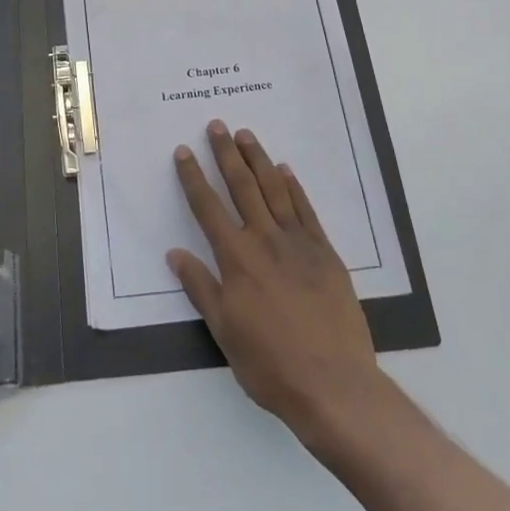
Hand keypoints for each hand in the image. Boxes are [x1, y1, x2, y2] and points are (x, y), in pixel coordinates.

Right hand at [169, 120, 388, 442]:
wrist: (334, 385)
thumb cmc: (270, 364)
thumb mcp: (224, 331)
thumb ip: (201, 288)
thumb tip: (175, 254)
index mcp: (237, 259)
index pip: (208, 208)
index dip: (193, 178)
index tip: (184, 152)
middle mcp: (265, 241)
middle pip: (242, 187)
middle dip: (226, 155)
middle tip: (217, 126)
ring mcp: (299, 244)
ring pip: (274, 190)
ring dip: (258, 160)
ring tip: (246, 135)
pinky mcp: (325, 253)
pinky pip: (306, 210)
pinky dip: (294, 187)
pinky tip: (285, 171)